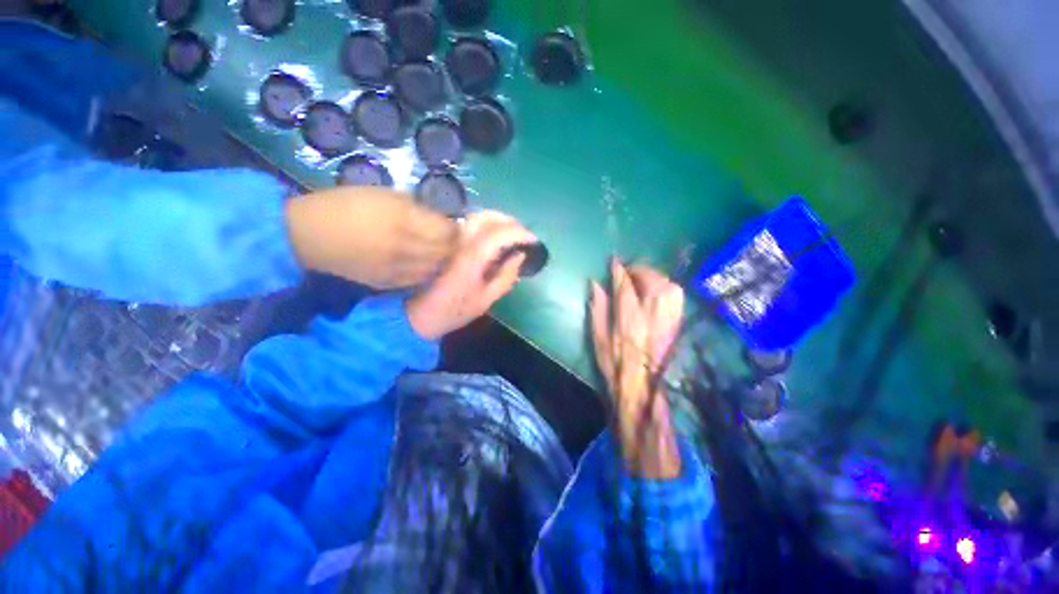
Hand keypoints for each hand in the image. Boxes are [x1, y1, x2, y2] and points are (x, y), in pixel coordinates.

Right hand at [285, 187, 457, 289]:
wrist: (308, 235)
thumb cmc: (345, 205)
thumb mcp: (383, 195)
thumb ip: (415, 208)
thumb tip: (439, 219)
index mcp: (403, 219)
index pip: (447, 230)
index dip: (454, 230)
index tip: (453, 227)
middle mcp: (404, 246)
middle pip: (445, 251)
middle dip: (452, 246)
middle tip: (450, 241)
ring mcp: (396, 268)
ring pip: (435, 268)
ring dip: (441, 260)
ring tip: (438, 252)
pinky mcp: (387, 283)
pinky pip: (418, 280)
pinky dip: (425, 272)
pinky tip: (422, 264)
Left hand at [406, 210, 536, 339]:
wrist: (418, 316)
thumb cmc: (454, 312)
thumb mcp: (485, 301)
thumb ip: (505, 277)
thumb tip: (520, 256)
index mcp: (470, 259)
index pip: (498, 234)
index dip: (519, 233)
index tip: (533, 241)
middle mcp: (459, 244)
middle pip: (485, 217)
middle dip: (509, 220)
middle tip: (524, 233)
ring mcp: (450, 241)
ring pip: (475, 217)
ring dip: (498, 219)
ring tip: (513, 232)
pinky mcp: (446, 243)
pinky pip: (469, 225)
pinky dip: (487, 224)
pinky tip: (495, 235)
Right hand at [589, 260, 684, 478]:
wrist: (642, 391)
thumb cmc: (614, 366)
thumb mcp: (599, 339)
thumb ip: (598, 309)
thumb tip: (595, 285)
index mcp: (627, 320)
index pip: (624, 286)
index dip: (619, 270)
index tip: (614, 262)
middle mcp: (651, 316)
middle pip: (650, 280)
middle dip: (639, 270)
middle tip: (629, 270)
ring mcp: (669, 320)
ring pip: (667, 286)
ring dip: (654, 276)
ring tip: (643, 279)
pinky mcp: (678, 324)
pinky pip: (678, 297)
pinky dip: (667, 287)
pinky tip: (658, 291)